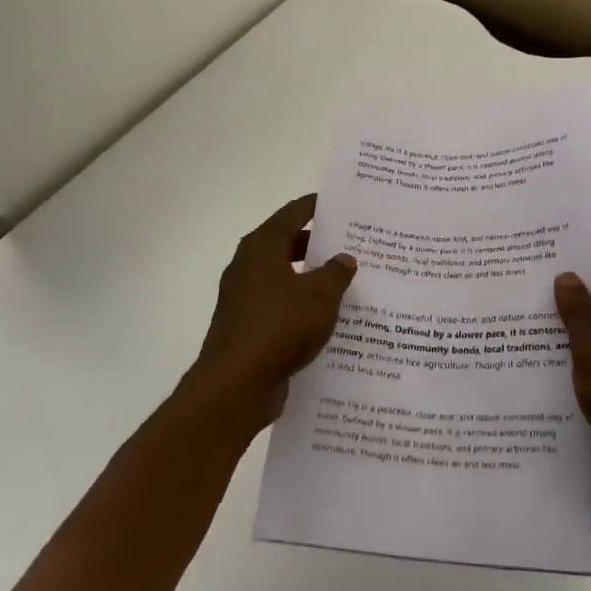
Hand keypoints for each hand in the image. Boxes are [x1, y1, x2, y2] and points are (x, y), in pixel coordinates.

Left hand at [186, 194, 356, 433]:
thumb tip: (344, 259)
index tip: (345, 205)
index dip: (319, 206)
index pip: (294, 212)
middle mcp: (249, 265)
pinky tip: (328, 319)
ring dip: (312, 278)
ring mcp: (244, 297)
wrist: (236, 385)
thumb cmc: (279, 327)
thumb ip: (336, 273)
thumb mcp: (320, 296)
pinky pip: (280, 306)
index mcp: (263, 246)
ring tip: (348, 283)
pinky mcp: (246, 326)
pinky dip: (301, 306)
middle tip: (354, 245)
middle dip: (320, 244)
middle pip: (288, 243)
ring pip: (285, 277)